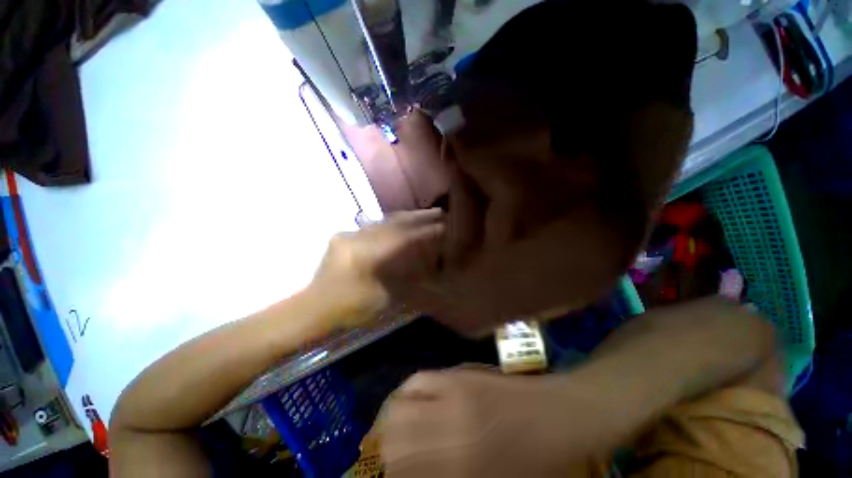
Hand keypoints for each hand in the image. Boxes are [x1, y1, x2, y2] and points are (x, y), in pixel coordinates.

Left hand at [308, 208, 444, 327]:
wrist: (313, 307)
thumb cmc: (350, 308)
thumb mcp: (383, 297)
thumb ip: (403, 276)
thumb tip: (425, 260)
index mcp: (366, 256)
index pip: (403, 238)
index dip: (426, 231)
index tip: (445, 226)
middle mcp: (357, 239)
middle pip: (394, 223)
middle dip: (419, 217)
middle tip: (440, 212)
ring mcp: (349, 234)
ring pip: (383, 221)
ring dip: (406, 216)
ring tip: (425, 213)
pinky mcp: (344, 235)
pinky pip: (373, 225)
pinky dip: (390, 222)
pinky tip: (401, 220)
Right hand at [375, 369, 589, 477]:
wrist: (557, 417)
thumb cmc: (536, 464)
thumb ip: (448, 476)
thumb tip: (419, 468)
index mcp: (459, 470)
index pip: (402, 471)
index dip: (394, 473)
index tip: (398, 472)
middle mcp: (448, 431)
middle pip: (393, 439)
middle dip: (389, 450)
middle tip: (398, 454)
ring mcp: (452, 396)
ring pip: (399, 405)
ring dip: (395, 420)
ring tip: (403, 426)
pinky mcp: (459, 375)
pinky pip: (419, 379)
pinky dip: (409, 392)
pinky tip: (414, 399)